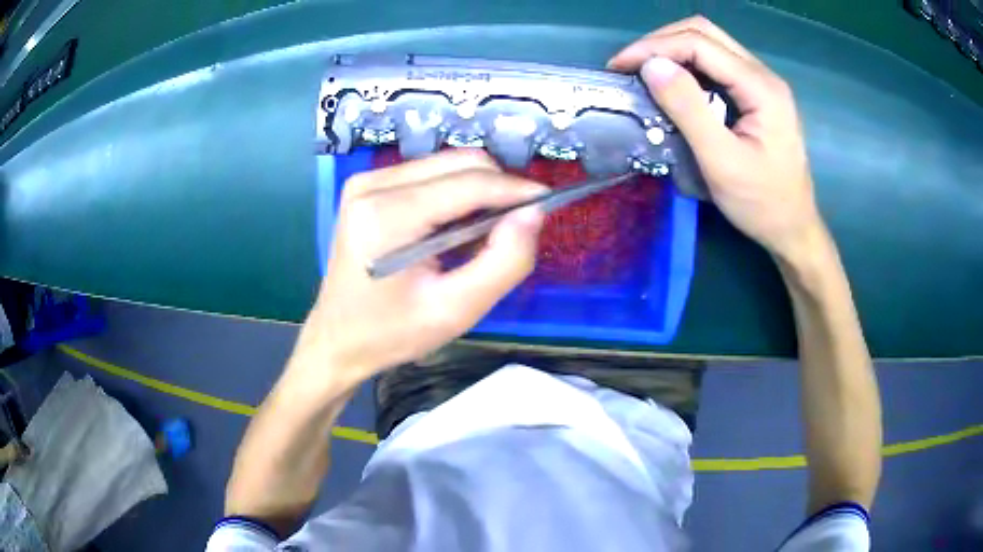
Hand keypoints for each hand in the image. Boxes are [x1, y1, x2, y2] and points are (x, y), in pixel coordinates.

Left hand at [292, 150, 544, 391]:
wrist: (338, 338)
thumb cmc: (392, 332)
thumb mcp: (456, 311)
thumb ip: (504, 262)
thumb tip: (533, 214)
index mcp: (387, 215)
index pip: (469, 183)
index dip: (515, 189)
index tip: (549, 203)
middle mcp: (373, 184)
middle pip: (459, 163)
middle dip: (498, 189)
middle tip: (515, 228)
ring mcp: (367, 180)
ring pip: (447, 164)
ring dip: (478, 191)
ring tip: (483, 235)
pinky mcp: (368, 185)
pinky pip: (429, 174)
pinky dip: (455, 194)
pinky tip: (454, 229)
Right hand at [608, 16, 826, 261]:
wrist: (793, 229)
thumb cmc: (762, 204)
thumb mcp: (722, 162)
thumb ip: (688, 110)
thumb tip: (651, 66)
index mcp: (761, 87)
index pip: (699, 43)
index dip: (654, 48)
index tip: (619, 68)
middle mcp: (763, 75)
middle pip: (704, 33)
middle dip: (660, 42)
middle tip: (629, 66)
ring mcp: (761, 83)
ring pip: (709, 44)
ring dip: (672, 51)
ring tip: (644, 73)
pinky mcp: (756, 95)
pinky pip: (716, 64)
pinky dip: (687, 66)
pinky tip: (673, 85)